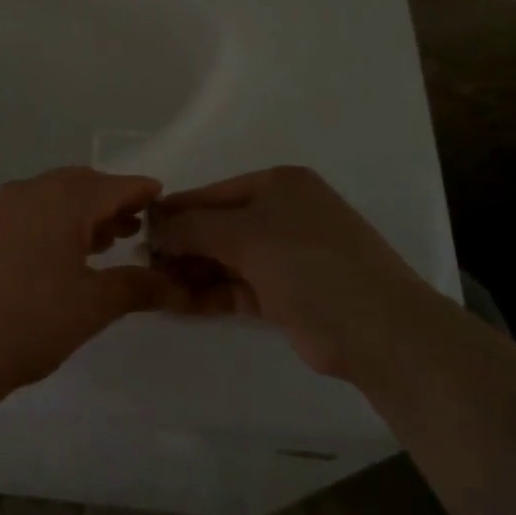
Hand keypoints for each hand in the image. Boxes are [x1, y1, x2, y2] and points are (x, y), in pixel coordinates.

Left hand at [0, 167, 183, 396]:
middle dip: (111, 202)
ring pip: (54, 196)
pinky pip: (30, 209)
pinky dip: (54, 220)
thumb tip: (174, 285)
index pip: (115, 186)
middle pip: (82, 184)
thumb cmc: (33, 321)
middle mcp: (31, 190)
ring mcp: (2, 207)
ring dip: (82, 212)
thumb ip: (138, 287)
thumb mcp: (94, 305)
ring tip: (106, 243)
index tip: (163, 201)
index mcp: (63, 199)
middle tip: (135, 227)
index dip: (142, 192)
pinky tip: (63, 253)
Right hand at [148, 165, 440, 378]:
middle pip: (217, 226)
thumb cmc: (308, 264)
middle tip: (145, 268)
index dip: (175, 211)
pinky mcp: (287, 293)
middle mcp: (283, 213)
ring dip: (193, 272)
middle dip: (182, 246)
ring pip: (226, 259)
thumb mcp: (245, 236)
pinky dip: (211, 293)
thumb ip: (193, 228)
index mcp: (279, 185)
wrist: (378, 329)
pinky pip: (238, 286)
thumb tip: (153, 226)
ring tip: (156, 289)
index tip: (137, 231)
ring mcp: (287, 254)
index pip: (212, 193)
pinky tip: (180, 305)